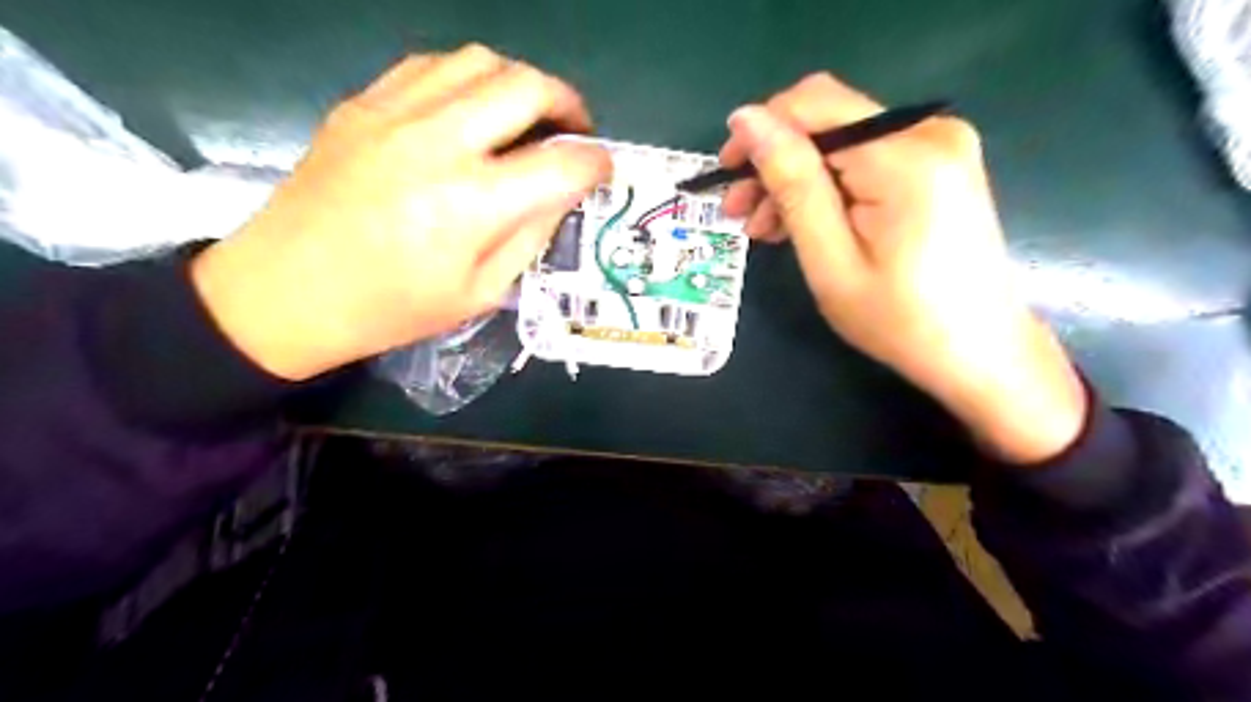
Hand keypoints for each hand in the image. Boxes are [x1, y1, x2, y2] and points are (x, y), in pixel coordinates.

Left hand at [191, 43, 610, 381]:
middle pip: (527, 87)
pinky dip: (468, 80)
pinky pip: (431, 66)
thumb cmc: (392, 308)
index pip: (562, 164)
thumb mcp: (480, 292)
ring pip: (480, 61)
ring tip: (527, 116)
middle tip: (575, 130)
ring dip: (520, 83)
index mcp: (473, 205)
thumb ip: (531, 235)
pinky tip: (472, 109)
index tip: (603, 170)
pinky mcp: (362, 104)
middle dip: (568, 103)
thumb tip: (563, 193)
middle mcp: (439, 143)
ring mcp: (394, 113)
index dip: (597, 163)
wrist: (286, 290)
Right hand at [725, 74, 1084, 465]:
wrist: (978, 351)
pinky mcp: (939, 164)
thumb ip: (792, 183)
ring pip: (841, 141)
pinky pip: (865, 158)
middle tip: (737, 210)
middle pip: (827, 121)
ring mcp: (939, 145)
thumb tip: (747, 120)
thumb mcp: (830, 259)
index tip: (726, 174)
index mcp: (905, 156)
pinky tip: (801, 221)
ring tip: (762, 227)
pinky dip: (828, 185)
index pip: (813, 105)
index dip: (760, 129)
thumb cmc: (899, 320)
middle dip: (774, 160)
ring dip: (796, 177)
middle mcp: (929, 131)